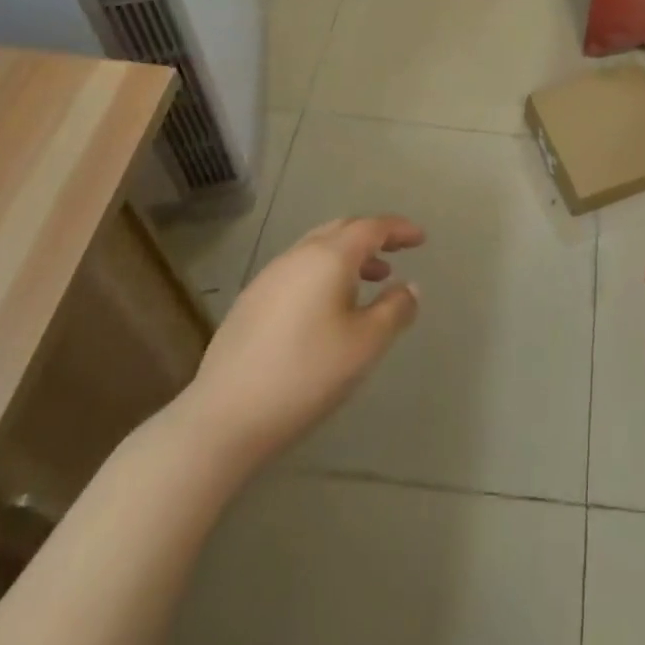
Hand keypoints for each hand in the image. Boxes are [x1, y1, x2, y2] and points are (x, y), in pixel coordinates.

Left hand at [177, 216, 423, 470]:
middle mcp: (298, 255)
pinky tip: (326, 309)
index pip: (372, 227)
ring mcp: (269, 277)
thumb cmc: (306, 374)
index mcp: (329, 257)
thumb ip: (395, 310)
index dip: (399, 229)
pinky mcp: (250, 302)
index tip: (420, 239)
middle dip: (372, 237)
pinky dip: (323, 274)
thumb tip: (410, 287)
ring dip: (347, 257)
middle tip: (395, 254)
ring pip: (317, 249)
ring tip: (368, 283)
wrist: (223, 417)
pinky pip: (298, 270)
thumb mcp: (365, 345)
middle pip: (342, 230)